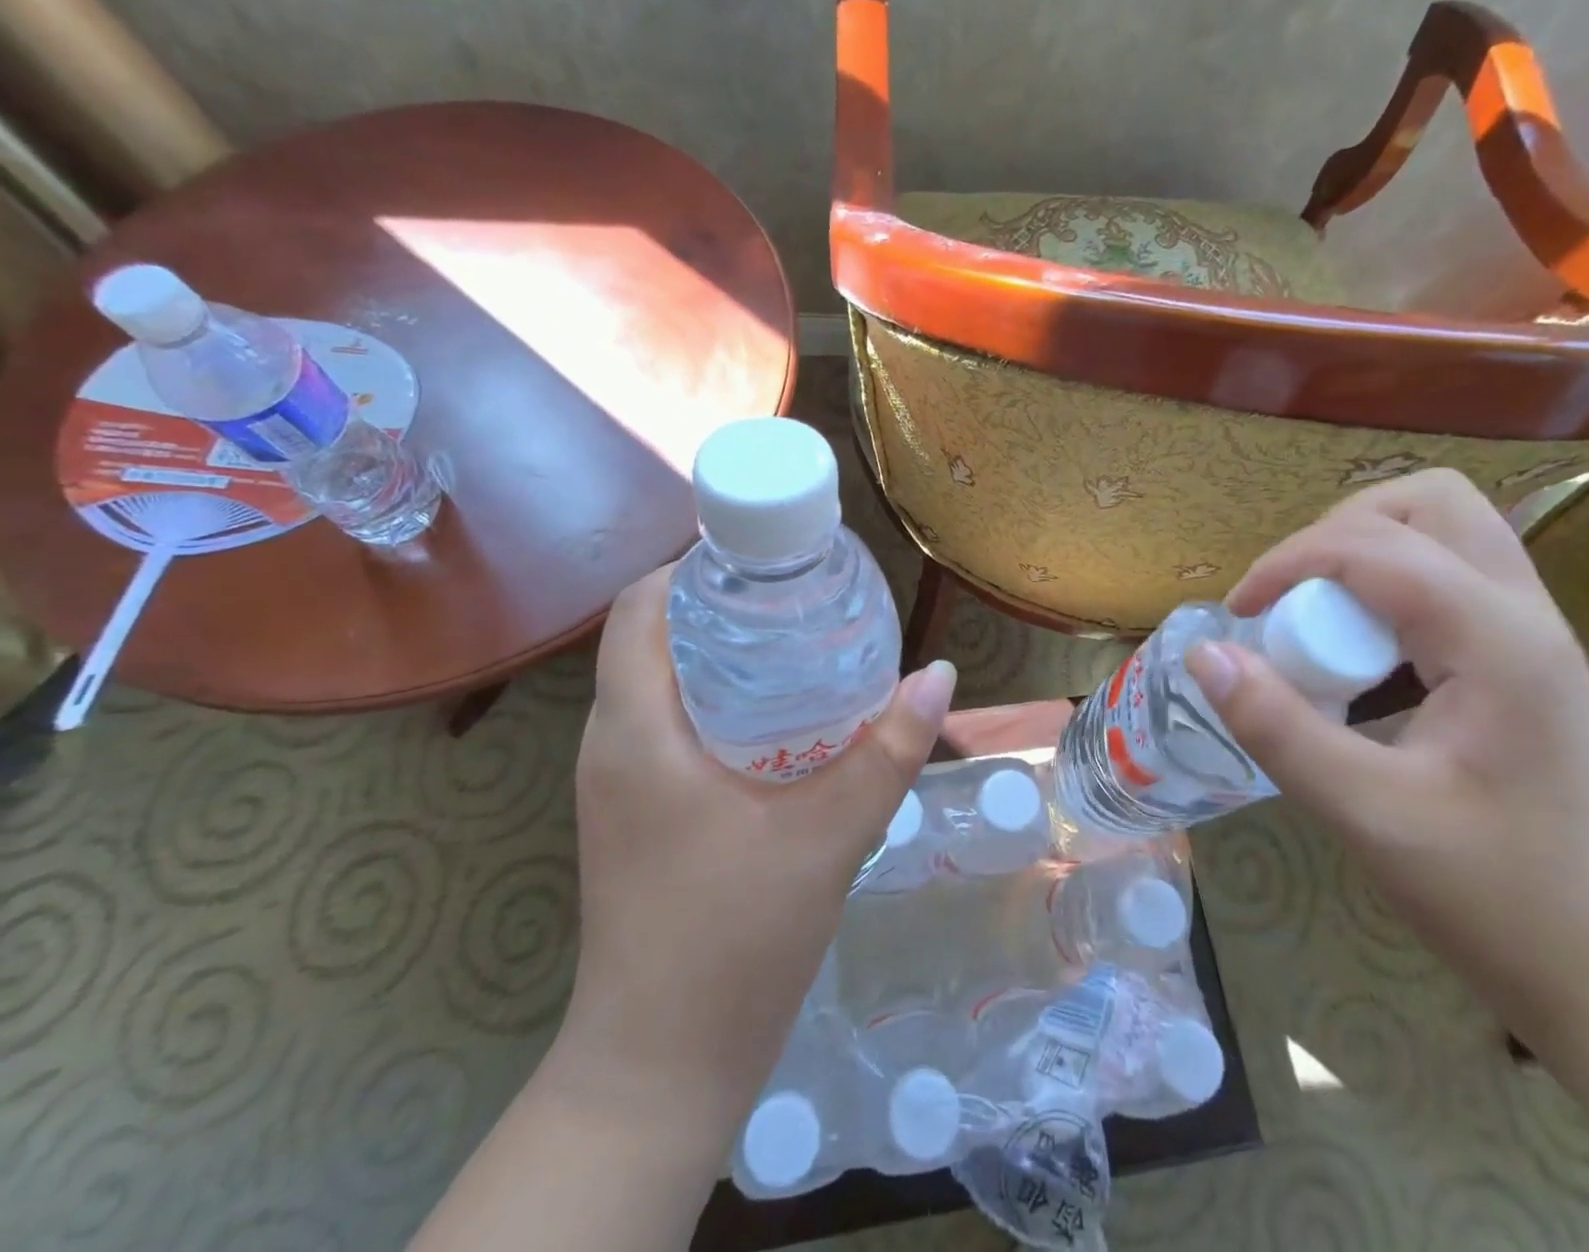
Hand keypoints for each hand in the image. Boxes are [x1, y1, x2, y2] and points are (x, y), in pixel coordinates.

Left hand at [546, 564, 955, 1138]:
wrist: (661, 1066)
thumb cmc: (734, 939)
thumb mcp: (828, 836)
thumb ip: (887, 752)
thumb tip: (940, 674)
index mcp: (635, 730)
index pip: (639, 608)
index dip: (696, 569)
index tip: (768, 560)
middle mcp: (610, 743)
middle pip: (652, 638)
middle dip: (722, 608)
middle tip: (801, 599)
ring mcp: (616, 782)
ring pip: (661, 683)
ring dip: (721, 656)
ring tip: (799, 644)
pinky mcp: (634, 813)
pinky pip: (667, 726)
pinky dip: (716, 701)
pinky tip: (780, 720)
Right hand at [1184, 469, 1588, 1052]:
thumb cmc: (1501, 898)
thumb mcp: (1368, 816)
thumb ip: (1278, 728)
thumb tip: (1204, 653)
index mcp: (1495, 639)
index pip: (1373, 545)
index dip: (1288, 562)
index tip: (1237, 614)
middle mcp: (1524, 614)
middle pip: (1428, 501)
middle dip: (1340, 531)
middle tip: (1293, 601)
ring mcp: (1533, 634)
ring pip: (1446, 529)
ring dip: (1367, 553)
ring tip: (1322, 623)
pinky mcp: (1524, 660)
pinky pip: (1450, 578)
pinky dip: (1391, 588)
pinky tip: (1366, 661)